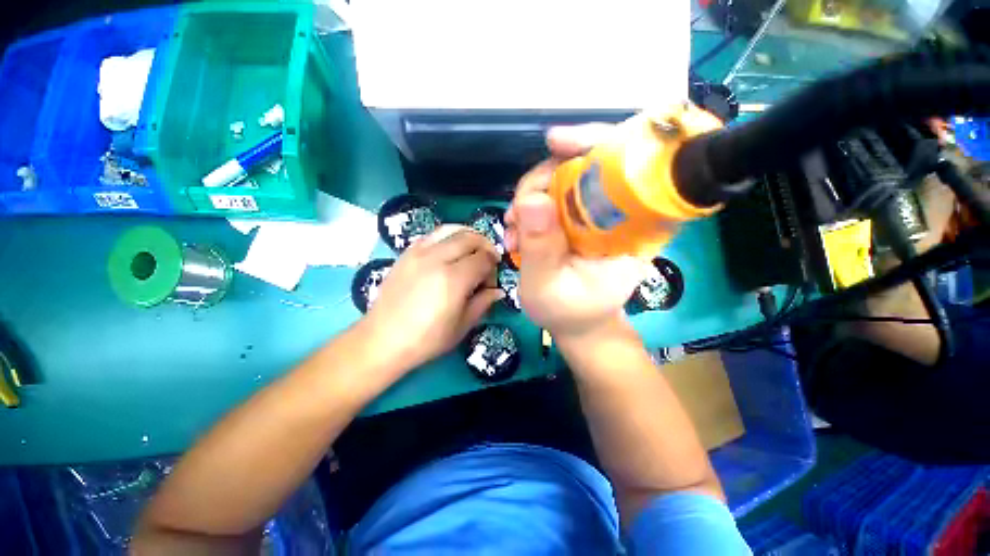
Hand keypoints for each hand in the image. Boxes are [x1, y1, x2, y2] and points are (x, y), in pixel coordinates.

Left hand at [362, 225, 503, 371]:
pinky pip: (433, 234)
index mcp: (454, 279)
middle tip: (487, 262)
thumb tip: (498, 291)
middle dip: (485, 247)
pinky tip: (450, 250)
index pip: (484, 258)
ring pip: (451, 229)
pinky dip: (448, 236)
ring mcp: (419, 252)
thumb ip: (483, 303)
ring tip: (472, 249)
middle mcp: (437, 259)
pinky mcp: (407, 253)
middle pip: (471, 238)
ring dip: (468, 235)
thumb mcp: (462, 326)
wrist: (383, 340)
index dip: (493, 268)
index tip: (490, 282)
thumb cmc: (426, 339)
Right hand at [503, 125, 651, 340]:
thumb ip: (541, 249)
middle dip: (544, 180)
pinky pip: (553, 195)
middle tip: (517, 214)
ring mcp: (598, 213)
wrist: (574, 323)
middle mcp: (621, 213)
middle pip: (588, 163)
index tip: (555, 143)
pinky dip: (529, 208)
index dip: (597, 142)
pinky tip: (518, 233)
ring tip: (515, 234)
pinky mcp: (579, 217)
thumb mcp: (549, 287)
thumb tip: (532, 200)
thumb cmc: (570, 312)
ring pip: (564, 177)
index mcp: (635, 229)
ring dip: (530, 197)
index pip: (633, 165)